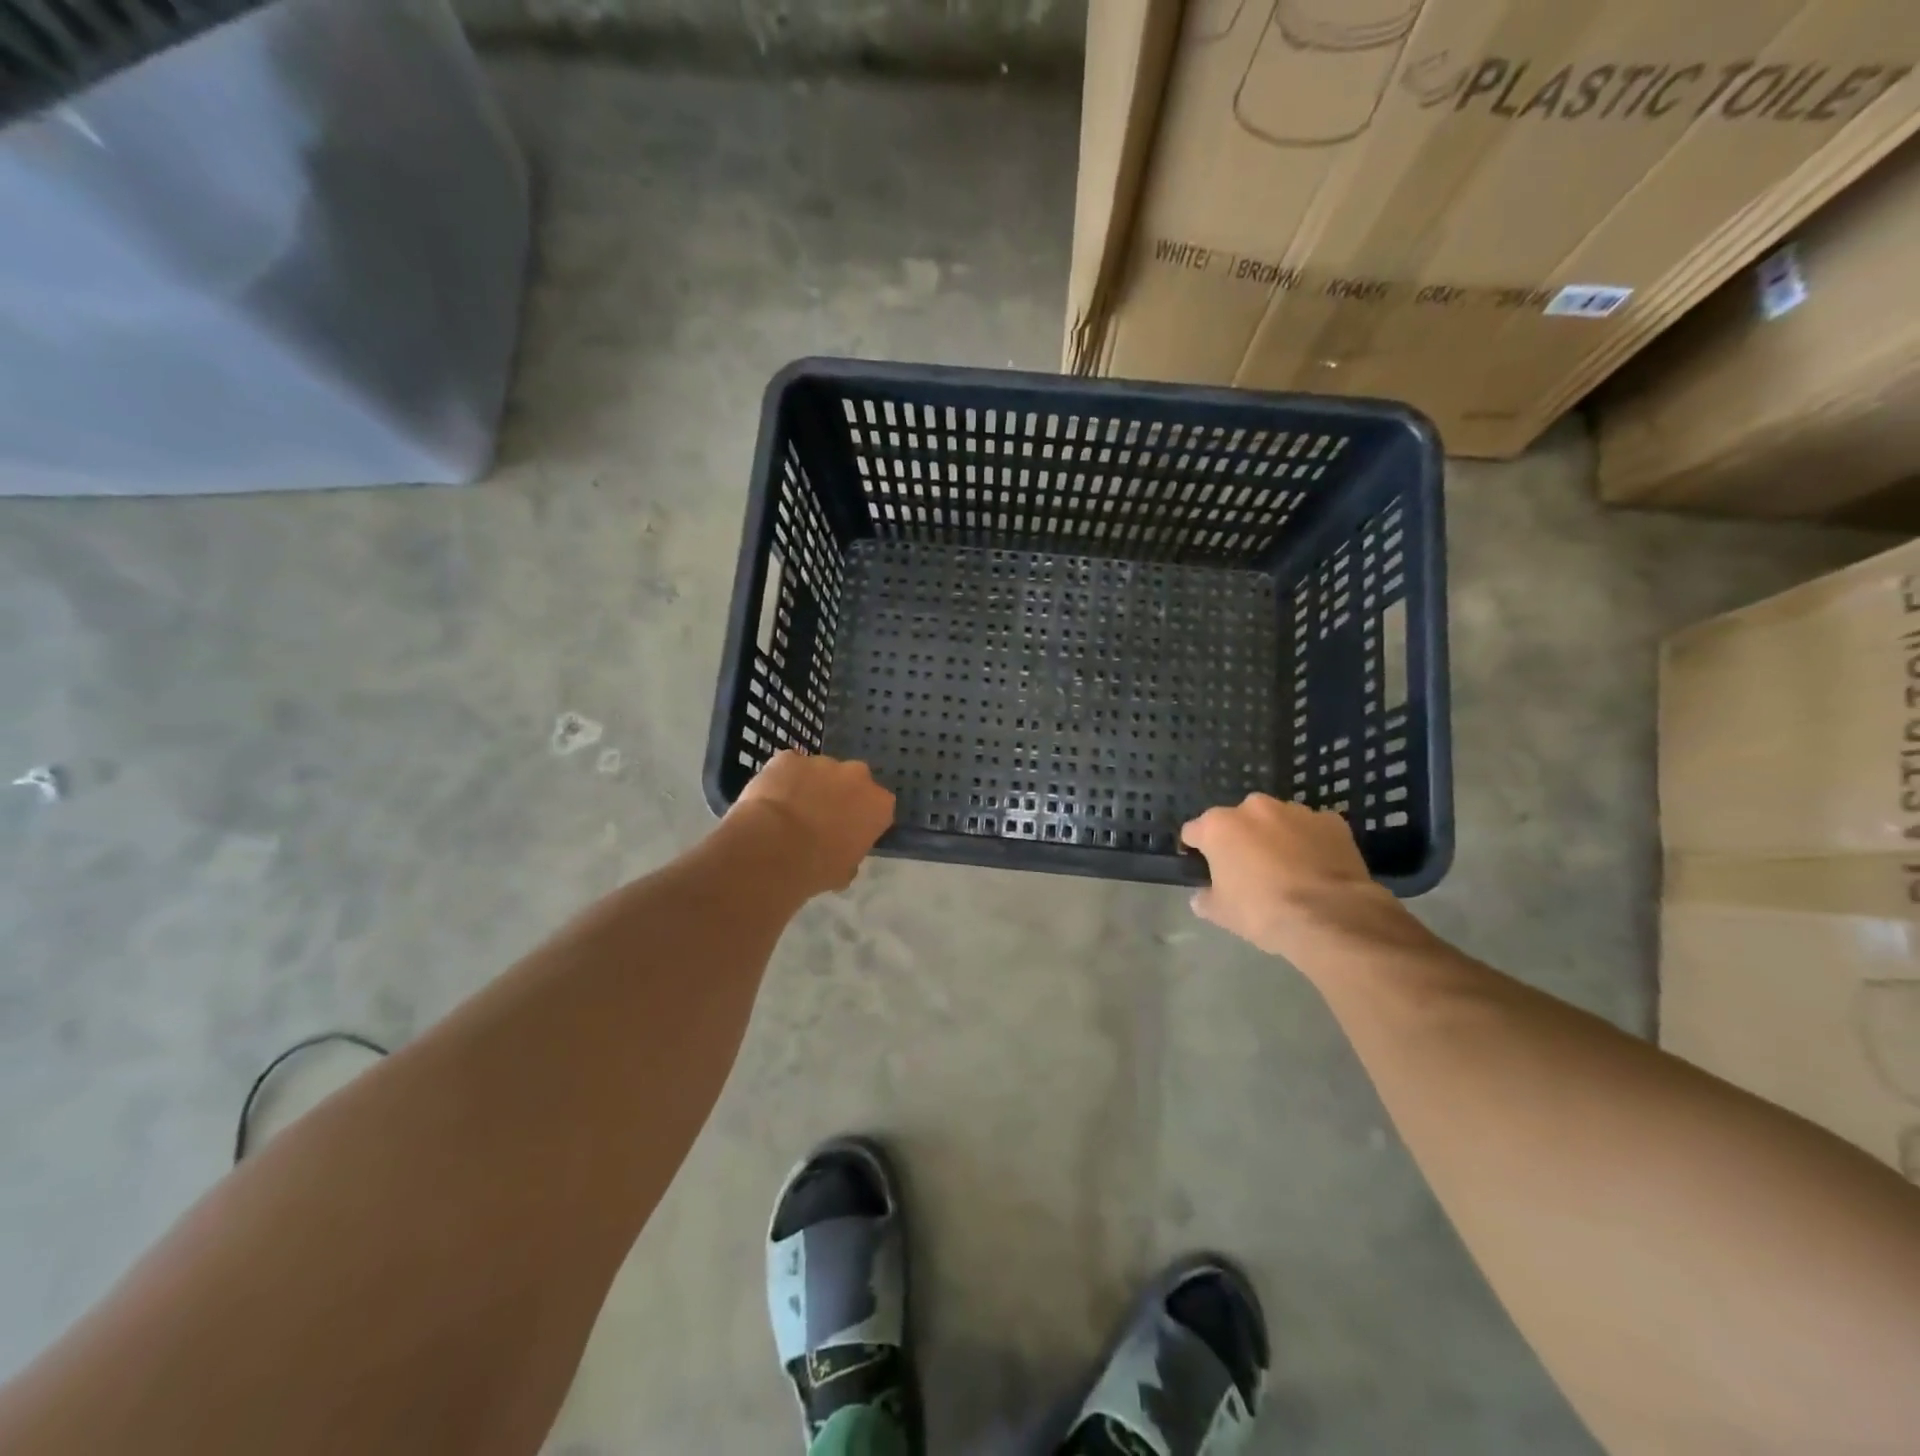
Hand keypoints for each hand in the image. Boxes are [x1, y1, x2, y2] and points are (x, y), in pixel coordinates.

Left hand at [731, 750, 894, 893]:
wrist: (772, 848)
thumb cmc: (816, 867)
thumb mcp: (844, 871)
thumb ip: (851, 853)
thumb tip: (841, 852)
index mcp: (879, 804)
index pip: (878, 807)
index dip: (861, 819)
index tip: (847, 833)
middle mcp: (857, 775)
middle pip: (852, 780)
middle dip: (839, 794)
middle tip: (819, 818)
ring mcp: (822, 762)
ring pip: (819, 771)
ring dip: (809, 786)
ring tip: (787, 812)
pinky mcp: (789, 757)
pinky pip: (788, 767)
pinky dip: (782, 779)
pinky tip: (769, 800)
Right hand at [1181, 794, 1417, 958]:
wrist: (1331, 916)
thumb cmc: (1263, 911)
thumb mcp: (1221, 913)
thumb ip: (1205, 897)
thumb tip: (1203, 895)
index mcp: (1219, 826)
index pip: (1193, 831)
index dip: (1196, 850)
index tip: (1203, 868)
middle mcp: (1253, 808)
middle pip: (1237, 821)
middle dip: (1240, 839)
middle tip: (1249, 870)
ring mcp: (1295, 811)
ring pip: (1276, 821)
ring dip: (1275, 837)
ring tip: (1288, 869)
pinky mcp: (1331, 821)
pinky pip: (1311, 829)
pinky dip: (1310, 842)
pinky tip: (1316, 868)